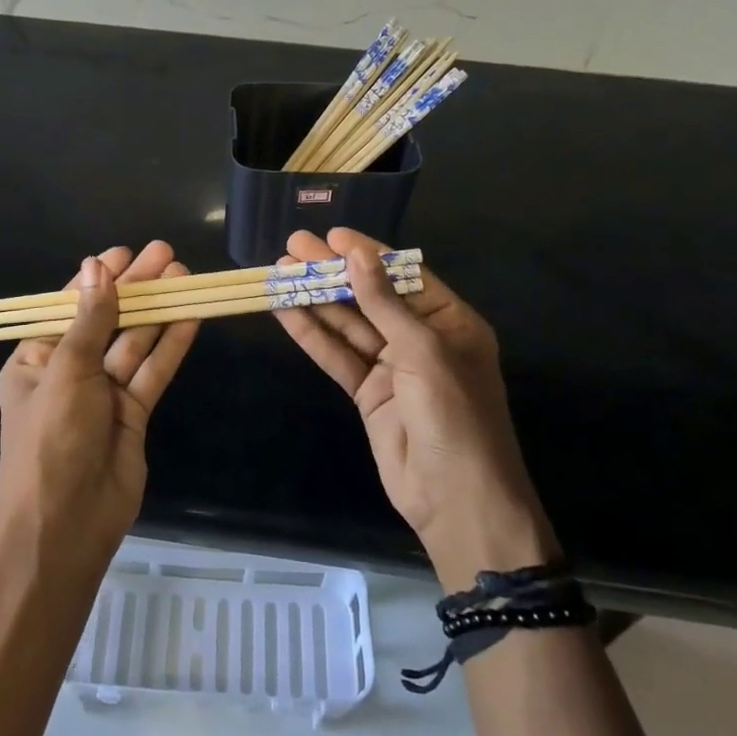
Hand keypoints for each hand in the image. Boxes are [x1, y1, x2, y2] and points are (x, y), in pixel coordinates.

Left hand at [0, 242, 199, 575]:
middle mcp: (70, 372)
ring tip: (184, 275)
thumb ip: (90, 319)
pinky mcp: (134, 414)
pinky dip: (170, 345)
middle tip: (166, 253)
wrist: (65, 527)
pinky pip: (153, 371)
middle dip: (136, 287)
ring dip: (158, 310)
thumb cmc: (51, 440)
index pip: (69, 307)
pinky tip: (190, 316)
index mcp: (36, 359)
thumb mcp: (66, 371)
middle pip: (108, 319)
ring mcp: (104, 394)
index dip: (98, 278)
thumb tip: (97, 267)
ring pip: (135, 342)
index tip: (124, 252)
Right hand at [274, 228, 557, 589]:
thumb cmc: (455, 415)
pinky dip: (311, 334)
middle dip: (333, 272)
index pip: (403, 275)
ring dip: (315, 298)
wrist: (456, 500)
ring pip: (347, 324)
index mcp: (450, 322)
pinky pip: (337, 356)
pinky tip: (284, 310)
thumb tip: (358, 253)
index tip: (333, 235)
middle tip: (294, 246)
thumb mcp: (424, 351)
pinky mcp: (367, 393)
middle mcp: (420, 338)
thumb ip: (385, 303)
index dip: (368, 253)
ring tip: (279, 271)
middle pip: (369, 296)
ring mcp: (391, 367)